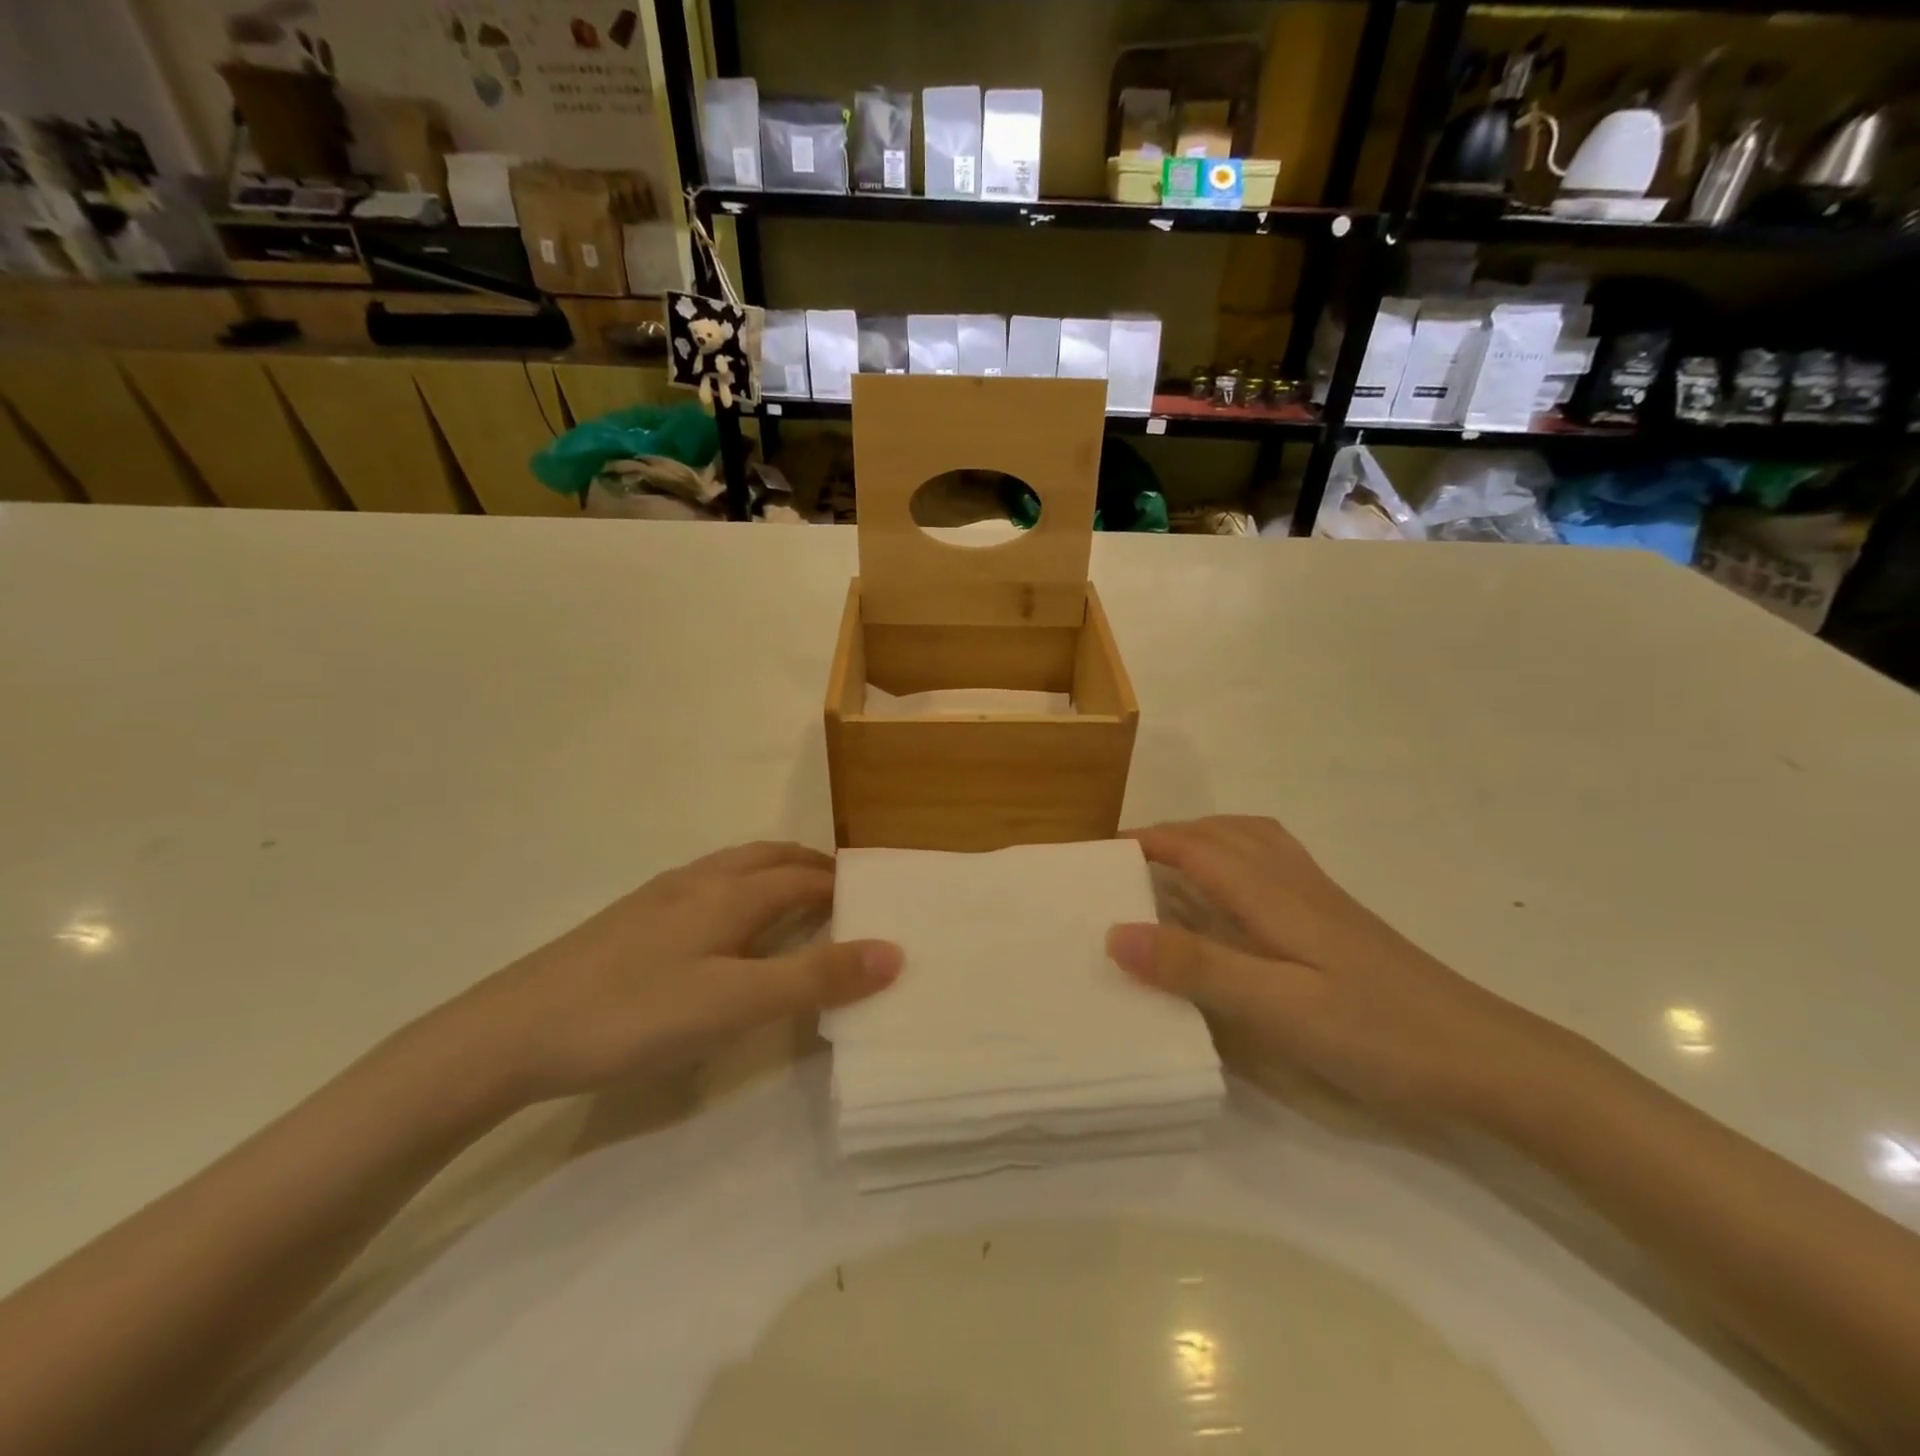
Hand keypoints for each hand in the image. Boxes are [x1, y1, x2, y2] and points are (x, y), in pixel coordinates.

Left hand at [458, 842, 901, 1103]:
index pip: (804, 876)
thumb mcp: (735, 1003)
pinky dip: (737, 891)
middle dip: (810, 866)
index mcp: (729, 893)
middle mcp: (698, 882)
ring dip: (772, 874)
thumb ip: (815, 978)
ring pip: (732, 869)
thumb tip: (894, 951)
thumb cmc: (633, 1014)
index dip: (843, 884)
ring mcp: (658, 898)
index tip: (877, 898)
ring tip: (793, 902)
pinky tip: (722, 929)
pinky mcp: (630, 921)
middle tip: (843, 891)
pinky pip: (703, 888)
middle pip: (768, 858)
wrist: (509, 1032)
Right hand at [1106, 816, 1559, 1123]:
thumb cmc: (1377, 1034)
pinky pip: (1275, 861)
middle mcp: (1294, 882)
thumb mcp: (1277, 1008)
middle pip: (1222, 832)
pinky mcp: (1340, 921)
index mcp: (1271, 894)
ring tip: (1171, 862)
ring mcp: (1321, 899)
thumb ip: (1197, 967)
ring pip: (1253, 839)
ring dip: (1204, 836)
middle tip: (1124, 862)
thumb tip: (1115, 933)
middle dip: (1168, 834)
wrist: (1488, 1059)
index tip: (1098, 854)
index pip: (1194, 847)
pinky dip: (1239, 854)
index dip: (1144, 842)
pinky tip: (1238, 892)